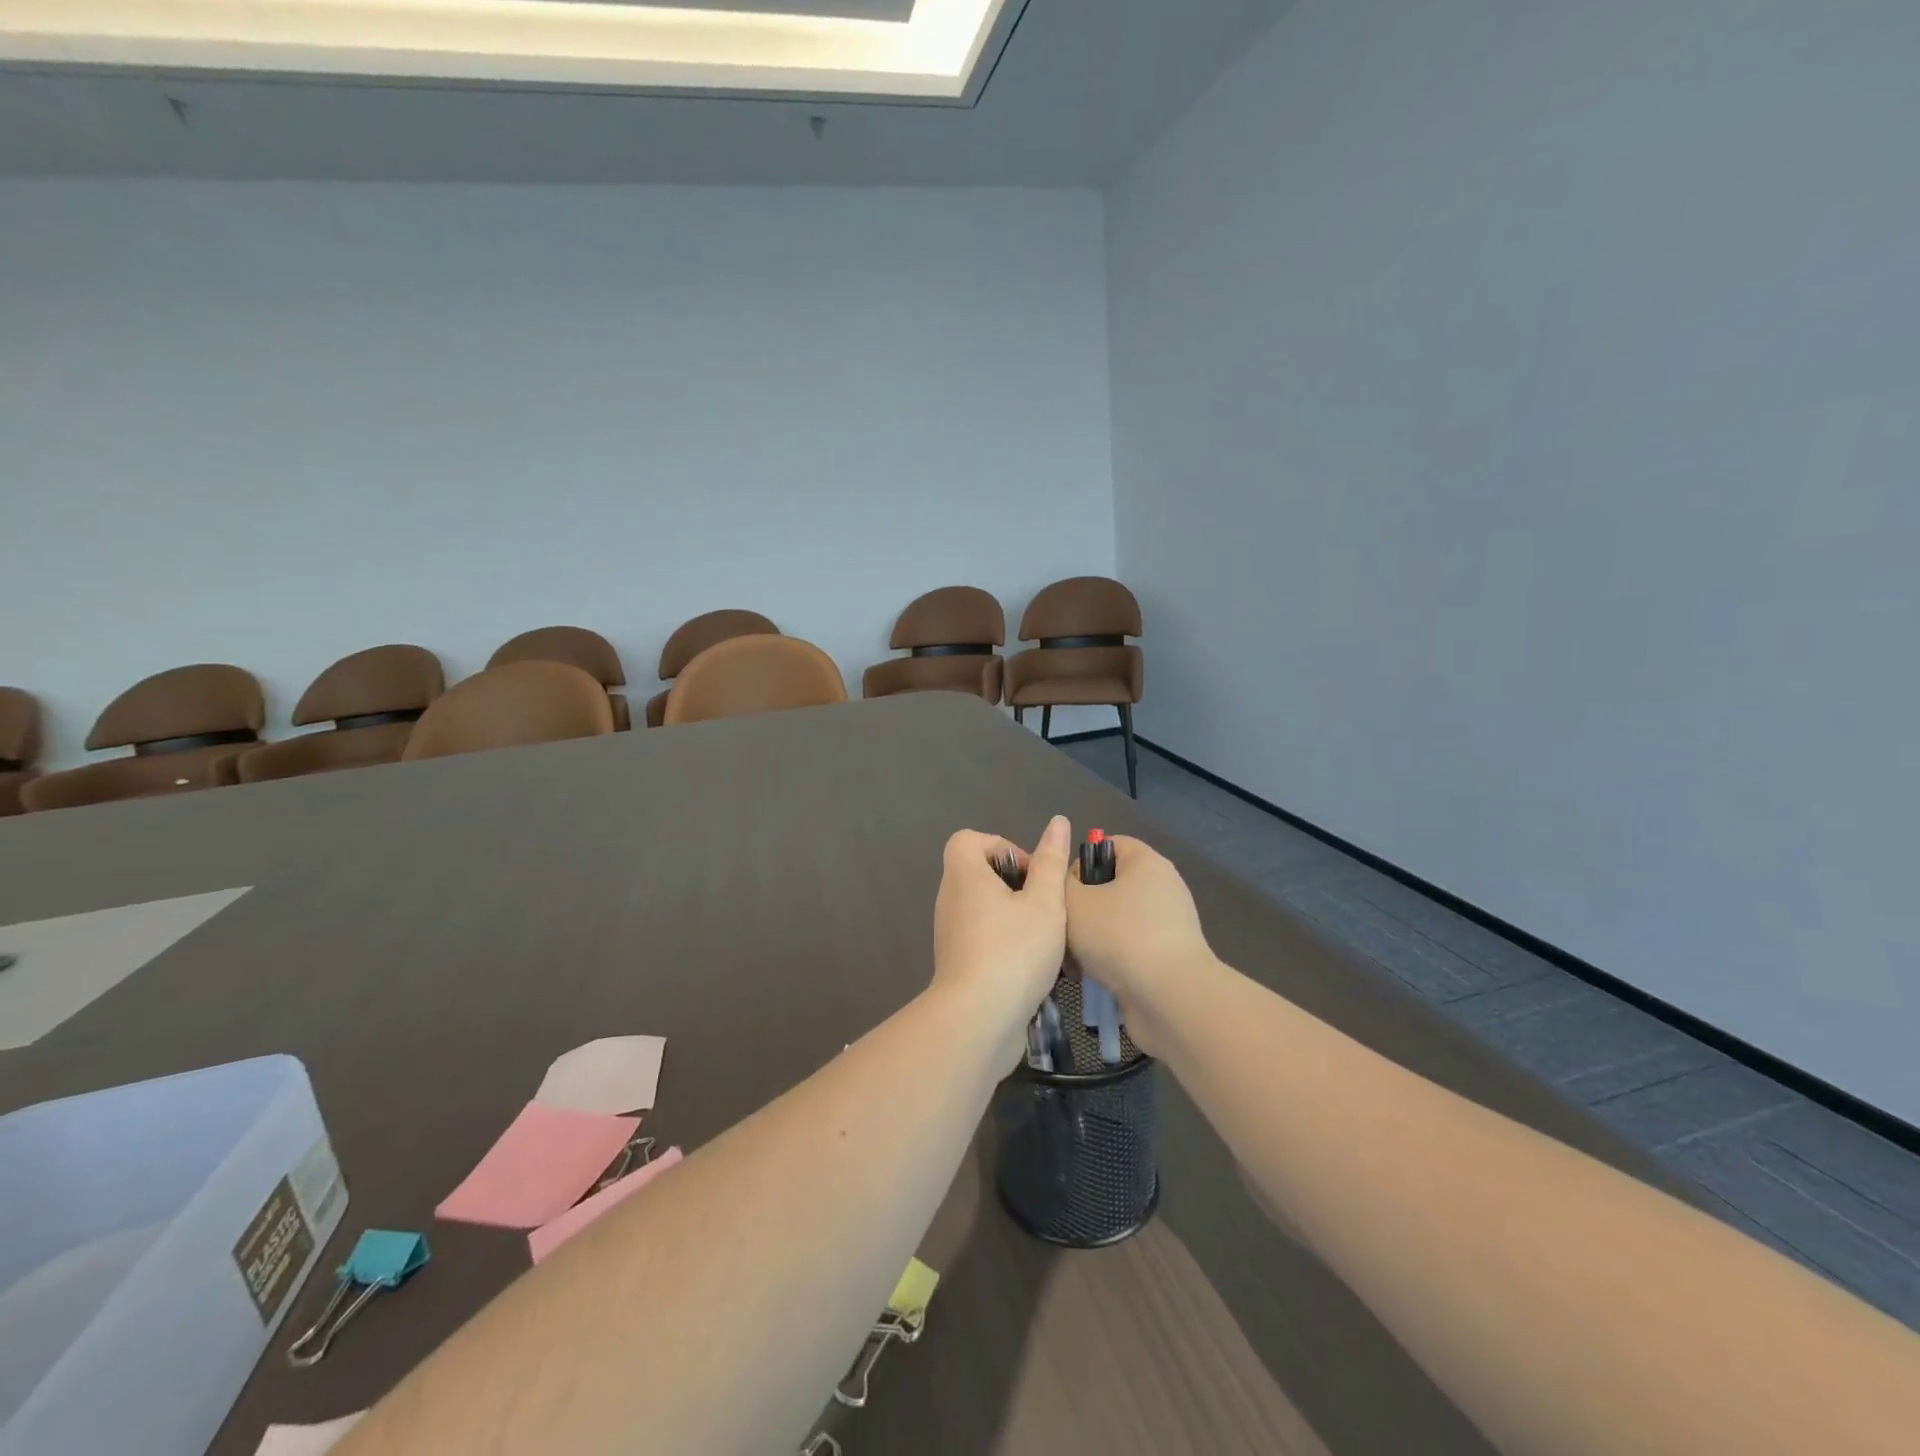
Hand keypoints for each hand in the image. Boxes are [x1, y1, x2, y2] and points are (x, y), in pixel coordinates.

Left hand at [931, 816, 1072, 1027]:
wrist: (978, 1019)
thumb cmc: (1014, 951)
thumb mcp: (1044, 902)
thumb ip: (1051, 862)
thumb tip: (1058, 822)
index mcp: (964, 875)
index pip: (969, 840)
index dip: (1002, 846)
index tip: (1031, 871)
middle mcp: (950, 899)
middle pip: (979, 873)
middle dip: (1016, 883)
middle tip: (1044, 904)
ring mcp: (950, 932)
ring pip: (984, 907)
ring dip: (1015, 914)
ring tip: (1046, 935)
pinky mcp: (957, 962)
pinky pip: (982, 936)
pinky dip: (1006, 940)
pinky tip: (1034, 963)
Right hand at [1064, 835, 1214, 1053]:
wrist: (1169, 998)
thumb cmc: (1119, 936)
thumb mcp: (1073, 901)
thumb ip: (1061, 883)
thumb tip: (1070, 885)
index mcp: (1146, 862)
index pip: (1108, 845)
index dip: (1080, 862)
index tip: (1062, 890)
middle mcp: (1163, 886)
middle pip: (1111, 885)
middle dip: (1082, 907)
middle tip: (1060, 928)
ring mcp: (1169, 923)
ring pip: (1116, 920)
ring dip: (1092, 938)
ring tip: (1071, 959)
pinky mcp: (1169, 957)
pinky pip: (1131, 947)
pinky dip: (1110, 959)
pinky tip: (1090, 977)